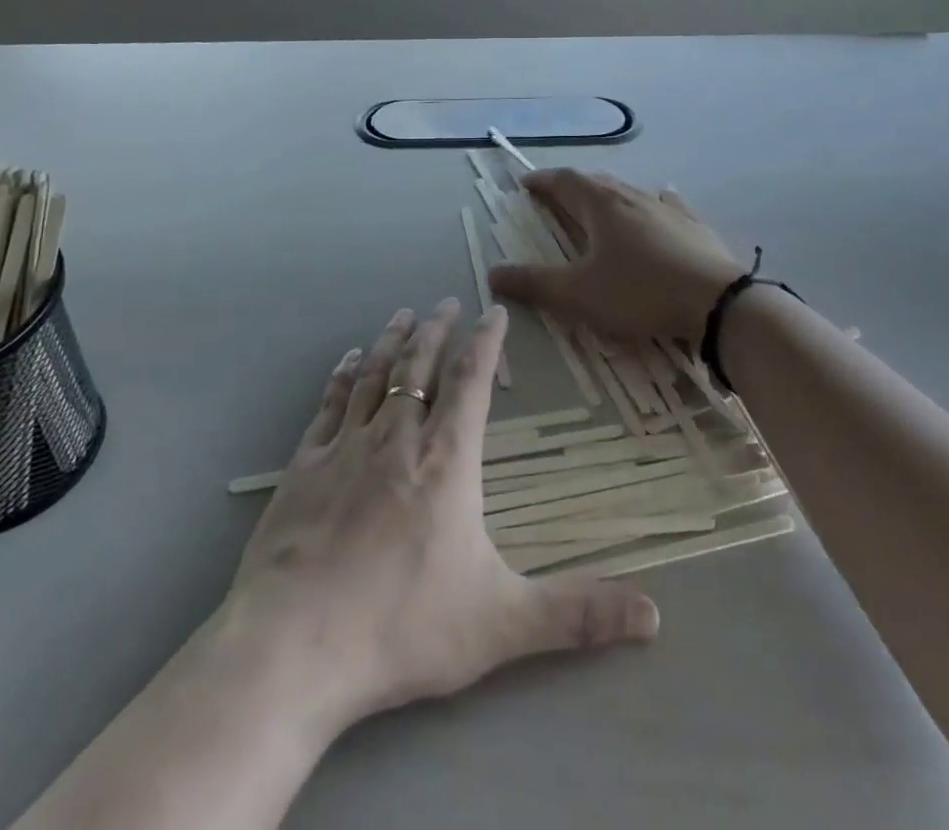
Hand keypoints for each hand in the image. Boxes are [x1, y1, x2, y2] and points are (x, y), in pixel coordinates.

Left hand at [227, 298, 659, 735]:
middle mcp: (396, 439)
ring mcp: (345, 447)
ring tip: (403, 314)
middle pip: (420, 365)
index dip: (485, 343)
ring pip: (375, 375)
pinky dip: (344, 375)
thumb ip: (576, 614)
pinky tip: (349, 360)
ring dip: (392, 340)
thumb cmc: (401, 627)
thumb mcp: (501, 624)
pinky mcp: (305, 465)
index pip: (470, 382)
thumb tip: (654, 617)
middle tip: (446, 302)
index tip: (494, 313)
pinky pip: (330, 404)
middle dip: (437, 329)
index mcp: (446, 461)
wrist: (294, 645)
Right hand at [488, 170, 741, 343]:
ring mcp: (666, 208)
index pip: (565, 181)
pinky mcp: (693, 225)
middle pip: (596, 181)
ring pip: (629, 191)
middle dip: (572, 185)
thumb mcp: (578, 295)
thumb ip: (534, 284)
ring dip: (607, 193)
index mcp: (601, 207)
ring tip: (598, 202)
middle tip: (556, 194)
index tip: (526, 184)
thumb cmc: (639, 293)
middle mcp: (632, 197)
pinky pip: (667, 203)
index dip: (543, 181)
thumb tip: (492, 274)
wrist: (717, 303)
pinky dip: (652, 201)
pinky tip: (661, 200)